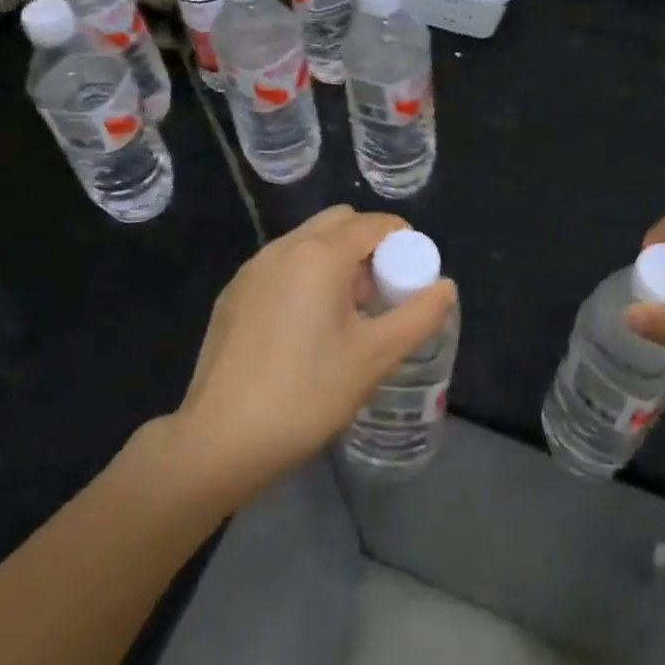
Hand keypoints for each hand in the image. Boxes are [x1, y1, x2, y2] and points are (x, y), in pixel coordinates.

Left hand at [147, 206, 454, 506]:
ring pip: (308, 243)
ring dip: (336, 262)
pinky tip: (303, 331)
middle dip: (368, 247)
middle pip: (339, 223)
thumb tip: (446, 287)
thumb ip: (418, 316)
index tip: (412, 279)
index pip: (374, 223)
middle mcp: (283, 247)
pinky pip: (281, 266)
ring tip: (344, 318)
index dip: (403, 243)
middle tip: (378, 297)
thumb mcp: (375, 357)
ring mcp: (252, 269)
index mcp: (320, 254)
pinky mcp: (233, 294)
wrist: (218, 441)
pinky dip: (304, 278)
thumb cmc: (306, 393)